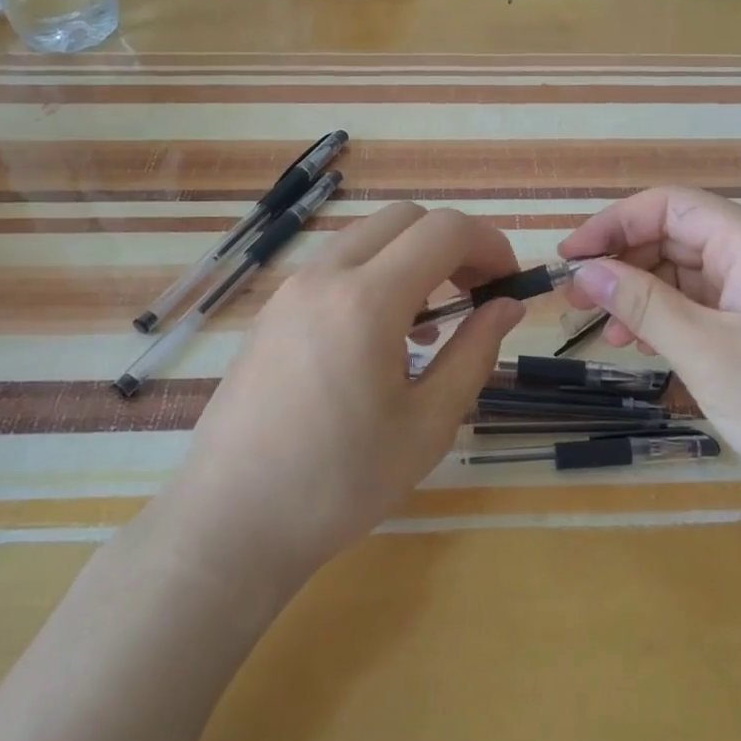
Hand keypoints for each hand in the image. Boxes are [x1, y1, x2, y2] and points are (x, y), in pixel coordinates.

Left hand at [164, 204, 523, 586]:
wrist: (230, 522)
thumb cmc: (339, 483)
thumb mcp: (428, 425)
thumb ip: (474, 353)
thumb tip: (507, 306)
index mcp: (367, 300)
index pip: (445, 231)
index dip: (491, 244)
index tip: (510, 283)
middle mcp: (325, 277)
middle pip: (405, 219)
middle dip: (452, 243)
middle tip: (475, 294)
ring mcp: (291, 290)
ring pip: (367, 238)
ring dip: (411, 258)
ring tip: (430, 323)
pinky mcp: (272, 311)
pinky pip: (335, 267)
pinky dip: (374, 275)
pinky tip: (380, 338)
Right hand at [558, 187, 740, 518]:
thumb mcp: (707, 353)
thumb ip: (643, 304)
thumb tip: (585, 269)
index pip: (670, 206)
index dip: (614, 224)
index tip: (570, 259)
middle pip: (678, 237)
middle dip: (624, 262)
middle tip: (578, 301)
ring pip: (690, 274)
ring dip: (644, 295)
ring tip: (610, 332)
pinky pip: (710, 306)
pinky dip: (673, 320)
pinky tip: (648, 346)